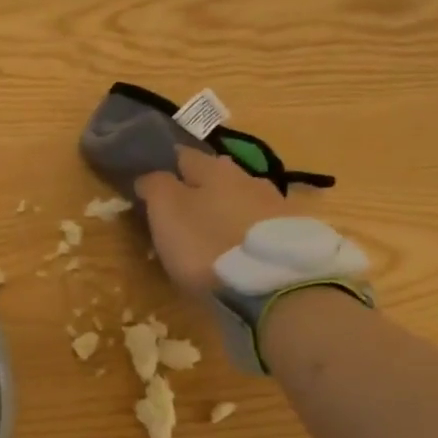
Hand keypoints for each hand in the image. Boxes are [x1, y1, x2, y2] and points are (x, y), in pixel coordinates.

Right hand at [136, 148, 290, 294]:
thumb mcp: (166, 212)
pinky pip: (256, 222)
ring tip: (206, 230)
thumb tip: (149, 176)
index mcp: (214, 168)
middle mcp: (247, 177)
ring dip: (222, 208)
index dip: (163, 164)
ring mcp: (273, 204)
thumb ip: (155, 186)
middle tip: (177, 207)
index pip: (182, 154)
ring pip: (238, 197)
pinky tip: (233, 246)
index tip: (148, 179)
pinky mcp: (289, 233)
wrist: (271, 283)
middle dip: (196, 186)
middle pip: (214, 175)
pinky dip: (241, 229)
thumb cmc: (206, 243)